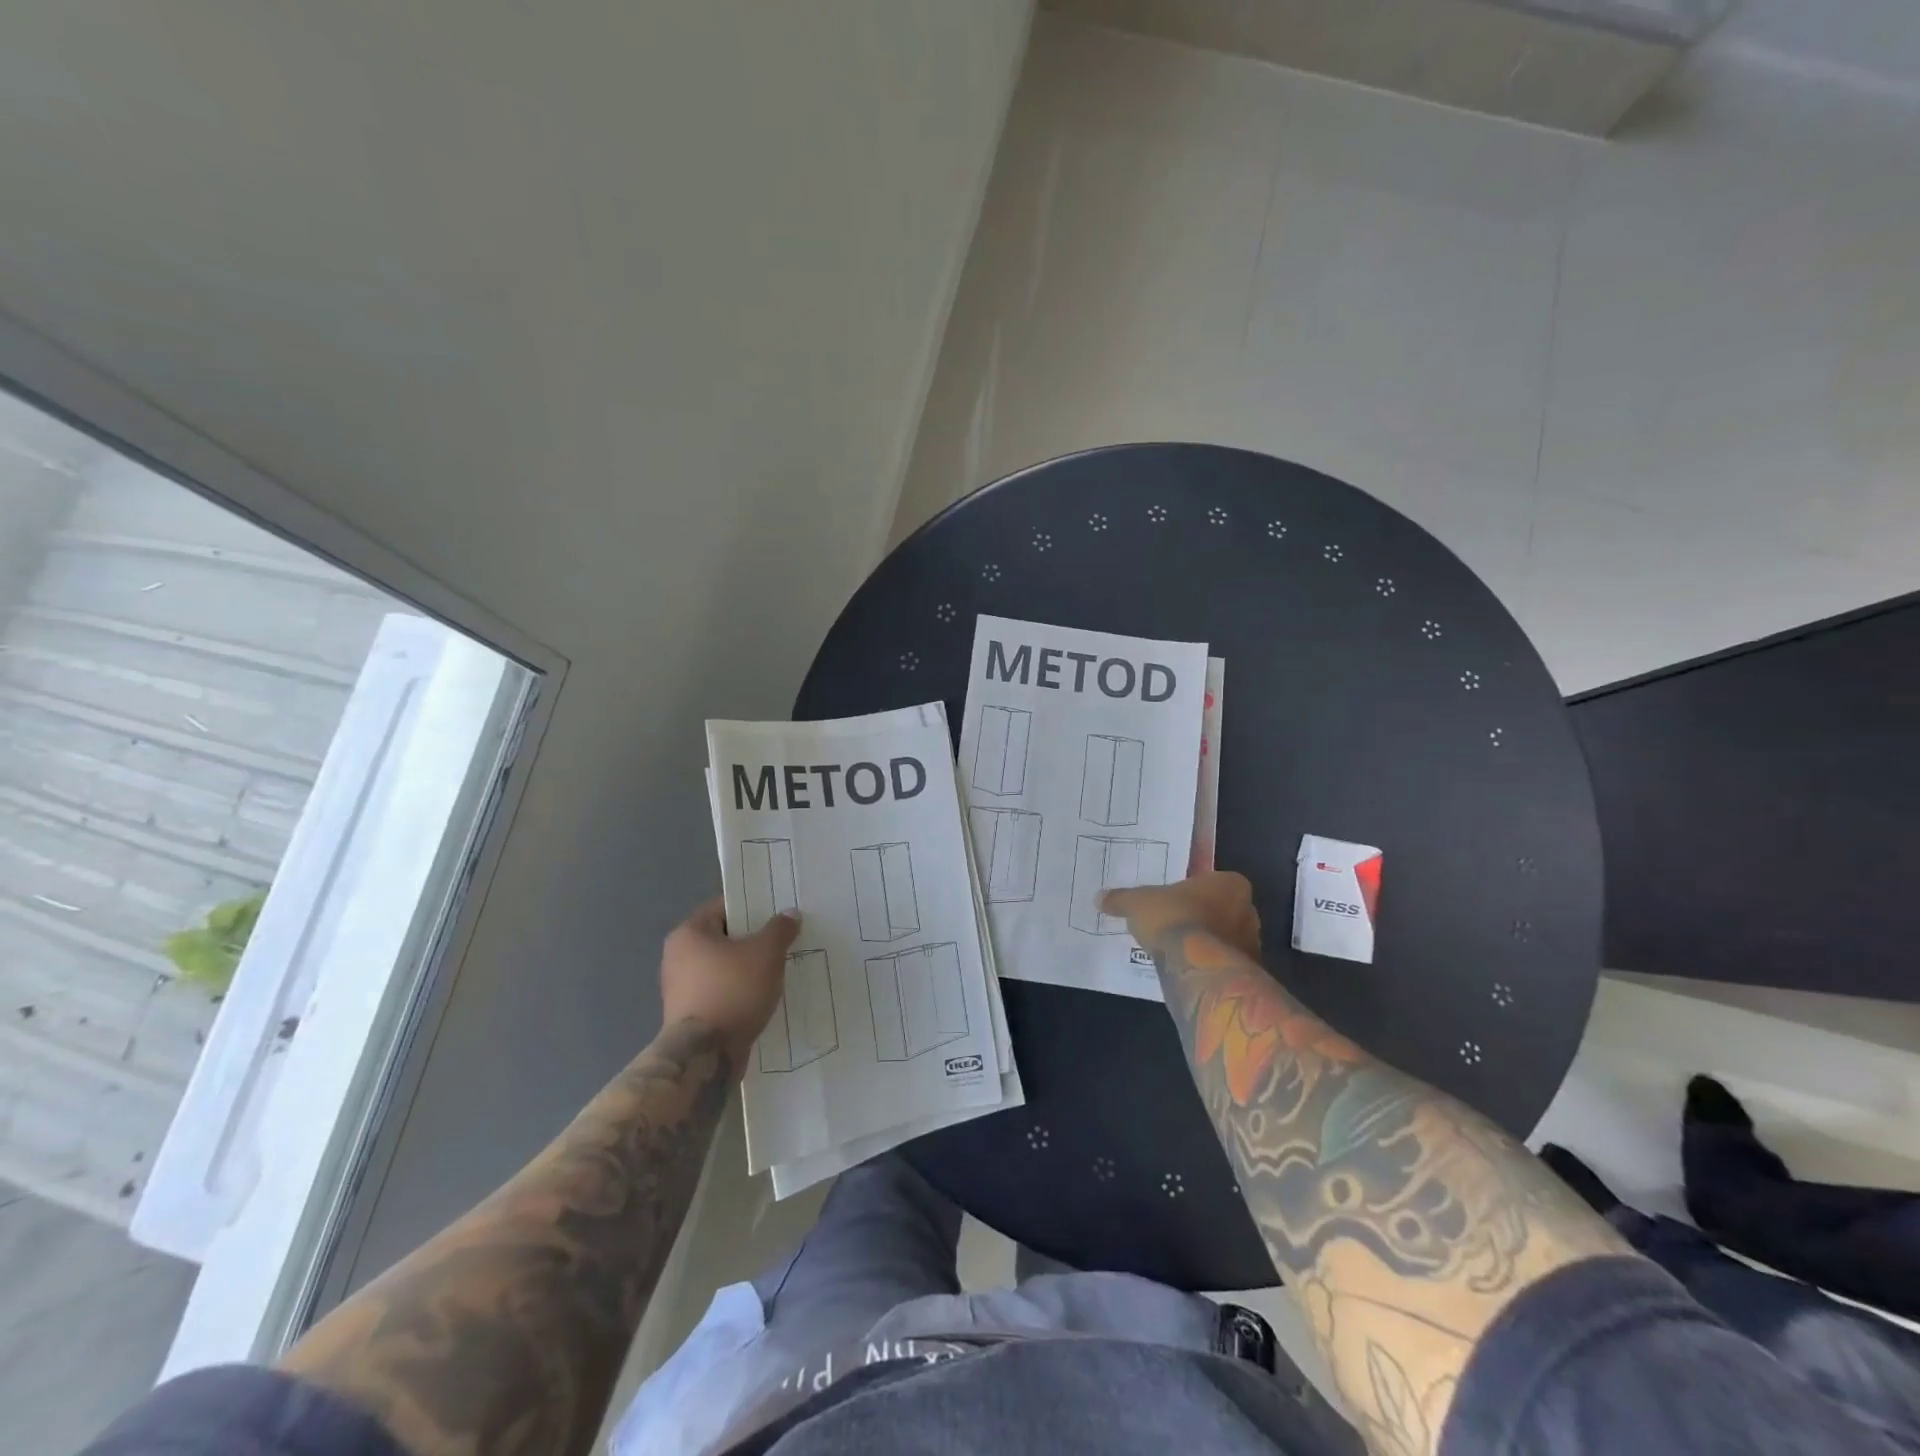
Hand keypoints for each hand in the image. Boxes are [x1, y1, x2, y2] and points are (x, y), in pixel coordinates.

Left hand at [659, 898, 800, 1075]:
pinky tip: (763, 996)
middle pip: (724, 938)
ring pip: (723, 967)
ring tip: (778, 970)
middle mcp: (677, 956)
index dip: (753, 908)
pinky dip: (739, 992)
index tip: (778, 914)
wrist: (705, 1056)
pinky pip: (721, 992)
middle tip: (783, 941)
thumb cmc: (733, 991)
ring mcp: (680, 988)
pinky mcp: (689, 1015)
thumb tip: (789, 914)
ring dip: (748, 968)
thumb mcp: (766, 953)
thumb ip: (780, 930)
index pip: (724, 907)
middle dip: (754, 940)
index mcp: (689, 933)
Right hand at [1102, 871, 1260, 960]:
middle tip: (1175, 925)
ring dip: (1207, 943)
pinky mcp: (1248, 973)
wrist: (1195, 966)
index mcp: (1231, 884)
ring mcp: (1252, 943)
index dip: (1192, 892)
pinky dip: (1209, 965)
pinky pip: (1225, 963)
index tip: (1174, 902)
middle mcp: (1249, 911)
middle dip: (1202, 918)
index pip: (1213, 883)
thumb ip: (1122, 899)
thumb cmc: (1172, 918)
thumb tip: (1099, 898)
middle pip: (1222, 911)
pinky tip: (1187, 969)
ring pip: (1225, 939)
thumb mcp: (1138, 903)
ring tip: (1178, 951)